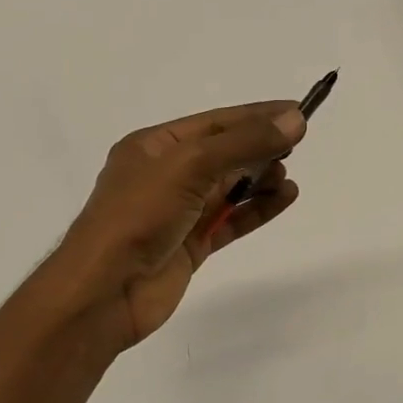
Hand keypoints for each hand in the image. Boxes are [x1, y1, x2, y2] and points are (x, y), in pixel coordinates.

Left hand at [43, 102, 306, 349]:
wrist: (105, 290)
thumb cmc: (139, 215)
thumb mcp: (190, 165)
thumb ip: (244, 142)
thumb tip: (294, 120)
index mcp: (153, 146)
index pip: (215, 123)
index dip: (256, 116)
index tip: (297, 111)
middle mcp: (165, 175)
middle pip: (223, 154)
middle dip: (259, 148)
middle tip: (296, 147)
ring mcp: (179, 212)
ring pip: (229, 189)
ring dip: (261, 180)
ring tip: (287, 178)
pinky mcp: (191, 245)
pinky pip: (231, 220)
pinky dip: (258, 209)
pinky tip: (284, 198)